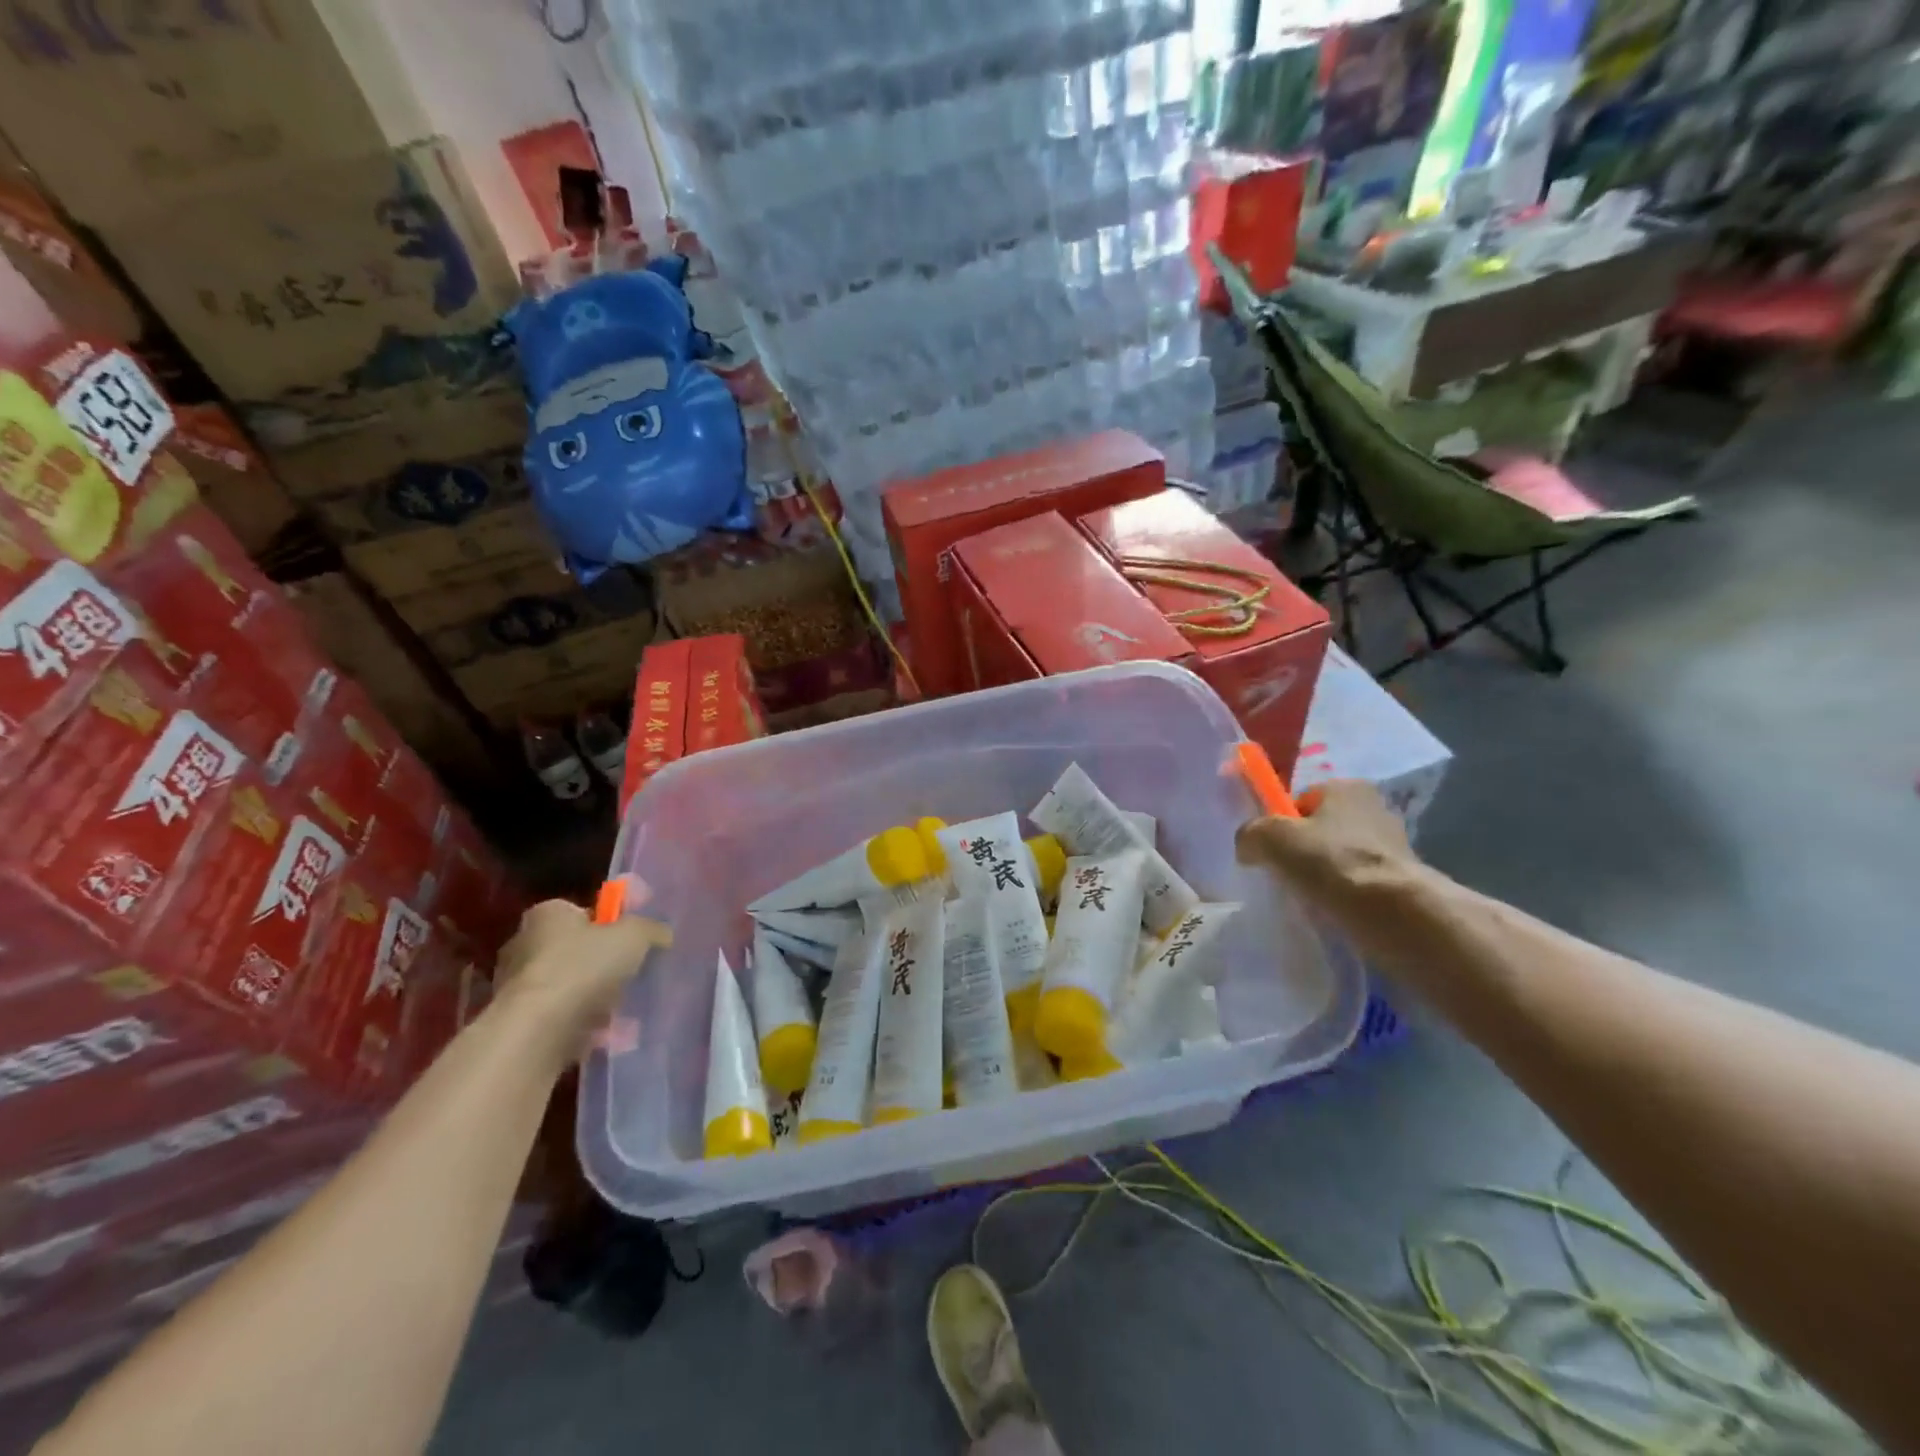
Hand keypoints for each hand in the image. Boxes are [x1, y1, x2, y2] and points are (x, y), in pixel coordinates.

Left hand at [494, 898, 671, 1053]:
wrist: (538, 1031)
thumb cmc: (584, 966)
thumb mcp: (635, 935)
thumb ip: (651, 929)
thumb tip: (661, 934)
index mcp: (548, 914)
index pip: (582, 911)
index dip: (610, 924)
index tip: (632, 941)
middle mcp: (524, 943)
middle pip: (575, 949)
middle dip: (602, 963)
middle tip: (632, 975)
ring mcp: (516, 986)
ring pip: (569, 986)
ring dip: (594, 997)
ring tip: (625, 1010)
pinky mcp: (519, 1022)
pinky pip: (560, 1017)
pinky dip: (582, 1024)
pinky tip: (607, 1034)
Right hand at [1235, 779, 1419, 913]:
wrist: (1395, 912)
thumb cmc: (1330, 861)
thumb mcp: (1271, 838)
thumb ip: (1250, 834)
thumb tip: (1248, 848)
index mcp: (1346, 786)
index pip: (1300, 800)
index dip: (1281, 824)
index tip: (1272, 851)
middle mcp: (1374, 807)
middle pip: (1320, 828)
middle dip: (1303, 850)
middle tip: (1287, 875)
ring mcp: (1393, 844)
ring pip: (1340, 857)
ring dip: (1323, 874)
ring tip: (1310, 897)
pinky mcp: (1403, 879)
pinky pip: (1359, 882)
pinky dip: (1344, 894)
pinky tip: (1333, 910)